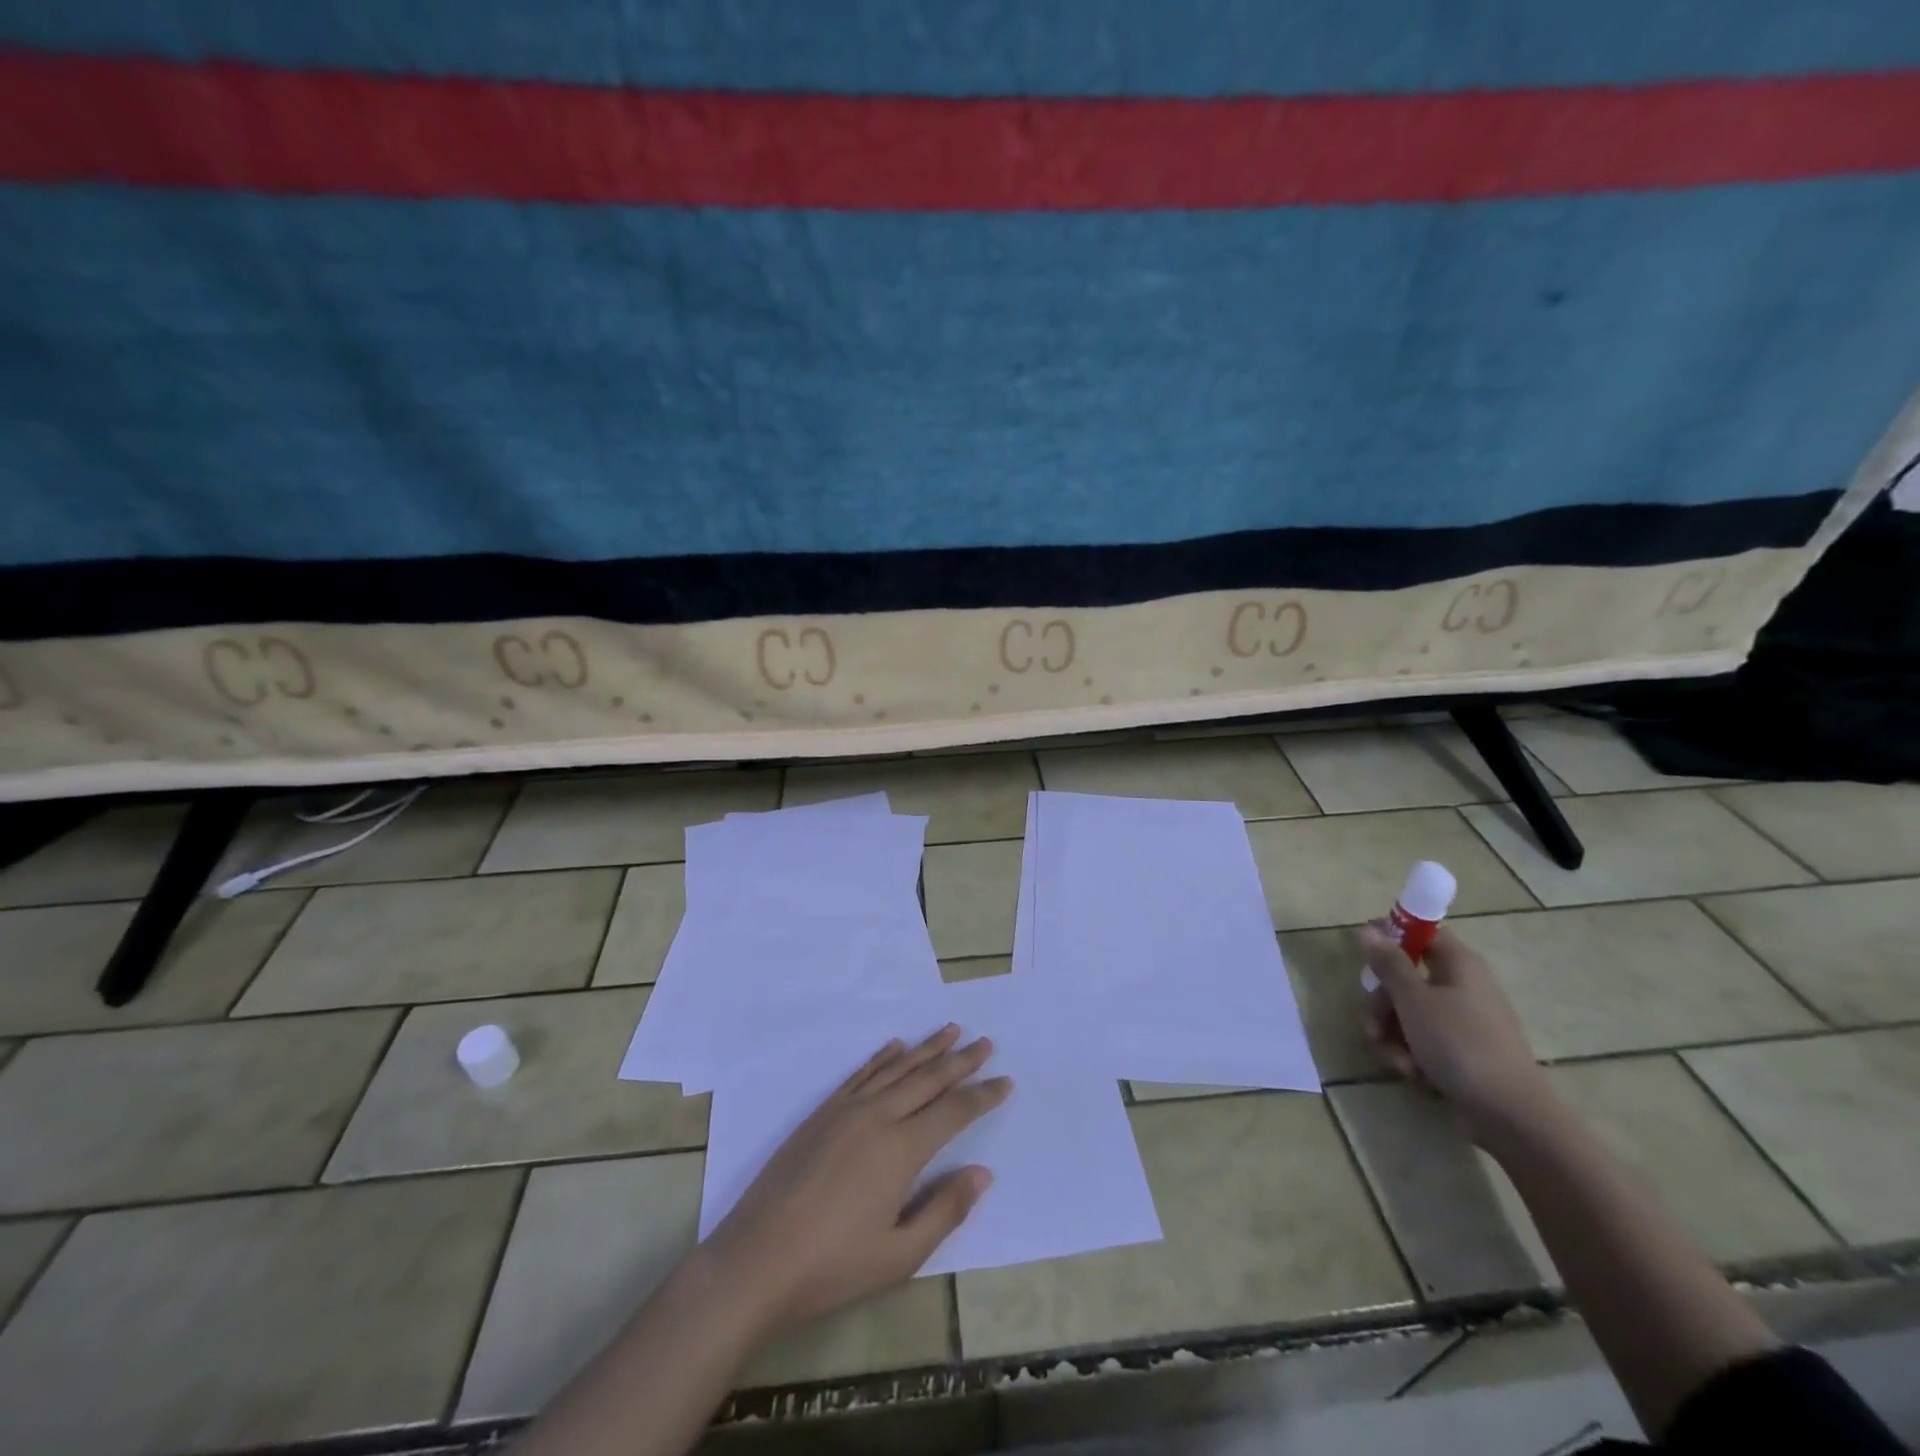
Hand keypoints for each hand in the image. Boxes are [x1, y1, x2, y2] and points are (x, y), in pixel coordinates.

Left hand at [703, 1026, 1011, 1334]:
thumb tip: (983, 1173)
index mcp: (901, 1150)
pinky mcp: (822, 1113)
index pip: (953, 1112)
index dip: (982, 1096)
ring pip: (897, 1069)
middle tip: (986, 1042)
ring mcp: (846, 1110)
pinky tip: (896, 1046)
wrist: (755, 1260)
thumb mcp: (898, 1255)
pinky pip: (861, 1074)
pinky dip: (883, 1057)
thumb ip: (945, 1210)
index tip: (1006, 1080)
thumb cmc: (832, 1267)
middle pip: (928, 1080)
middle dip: (961, 1061)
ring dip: (927, 1049)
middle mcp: (877, 1117)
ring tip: (951, 1030)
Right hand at [1361, 924, 1549, 1139]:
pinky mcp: (1460, 1051)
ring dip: (1390, 1032)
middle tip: (1373, 1021)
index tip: (1365, 954)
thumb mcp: (1414, 1000)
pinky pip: (1422, 1039)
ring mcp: (1462, 1021)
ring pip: (1408, 1012)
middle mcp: (1462, 986)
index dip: (1391, 937)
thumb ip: (1389, 963)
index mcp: (1459, 964)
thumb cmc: (1459, 1044)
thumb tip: (1369, 929)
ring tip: (1392, 1056)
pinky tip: (1410, 1071)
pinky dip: (1409, 1052)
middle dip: (1382, 1002)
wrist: (1509, 1114)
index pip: (1422, 933)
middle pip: (1406, 977)